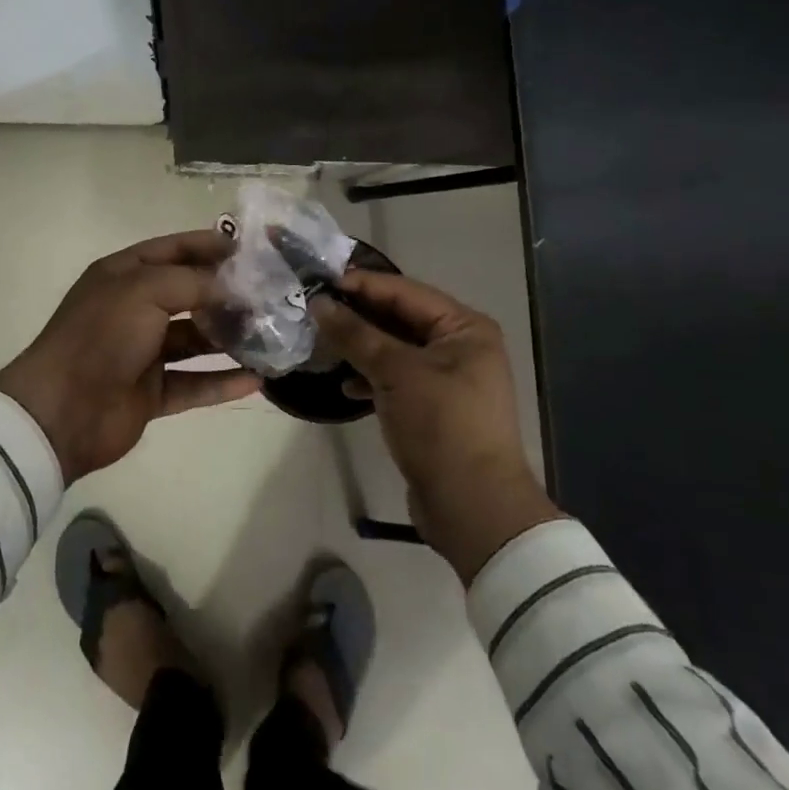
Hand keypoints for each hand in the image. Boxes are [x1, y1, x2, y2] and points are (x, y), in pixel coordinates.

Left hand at [0, 231, 260, 482]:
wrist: (62, 411)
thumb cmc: (102, 336)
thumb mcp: (145, 290)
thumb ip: (193, 282)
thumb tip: (233, 287)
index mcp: (124, 275)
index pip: (174, 250)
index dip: (209, 246)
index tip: (251, 250)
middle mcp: (134, 309)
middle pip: (189, 295)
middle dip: (227, 294)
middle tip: (270, 295)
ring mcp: (143, 352)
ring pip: (195, 340)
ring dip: (229, 338)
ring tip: (271, 335)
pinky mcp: (151, 392)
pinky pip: (194, 383)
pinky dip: (222, 381)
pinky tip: (257, 380)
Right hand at [315, 271, 560, 583]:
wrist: (473, 508)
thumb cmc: (441, 425)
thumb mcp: (396, 373)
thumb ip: (356, 334)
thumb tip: (318, 303)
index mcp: (464, 328)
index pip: (406, 292)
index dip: (363, 285)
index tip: (321, 280)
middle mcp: (461, 346)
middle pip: (401, 319)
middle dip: (359, 316)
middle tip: (315, 309)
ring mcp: (449, 379)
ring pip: (396, 350)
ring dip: (362, 347)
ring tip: (323, 346)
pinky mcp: (435, 408)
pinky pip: (398, 379)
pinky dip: (373, 378)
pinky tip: (346, 386)